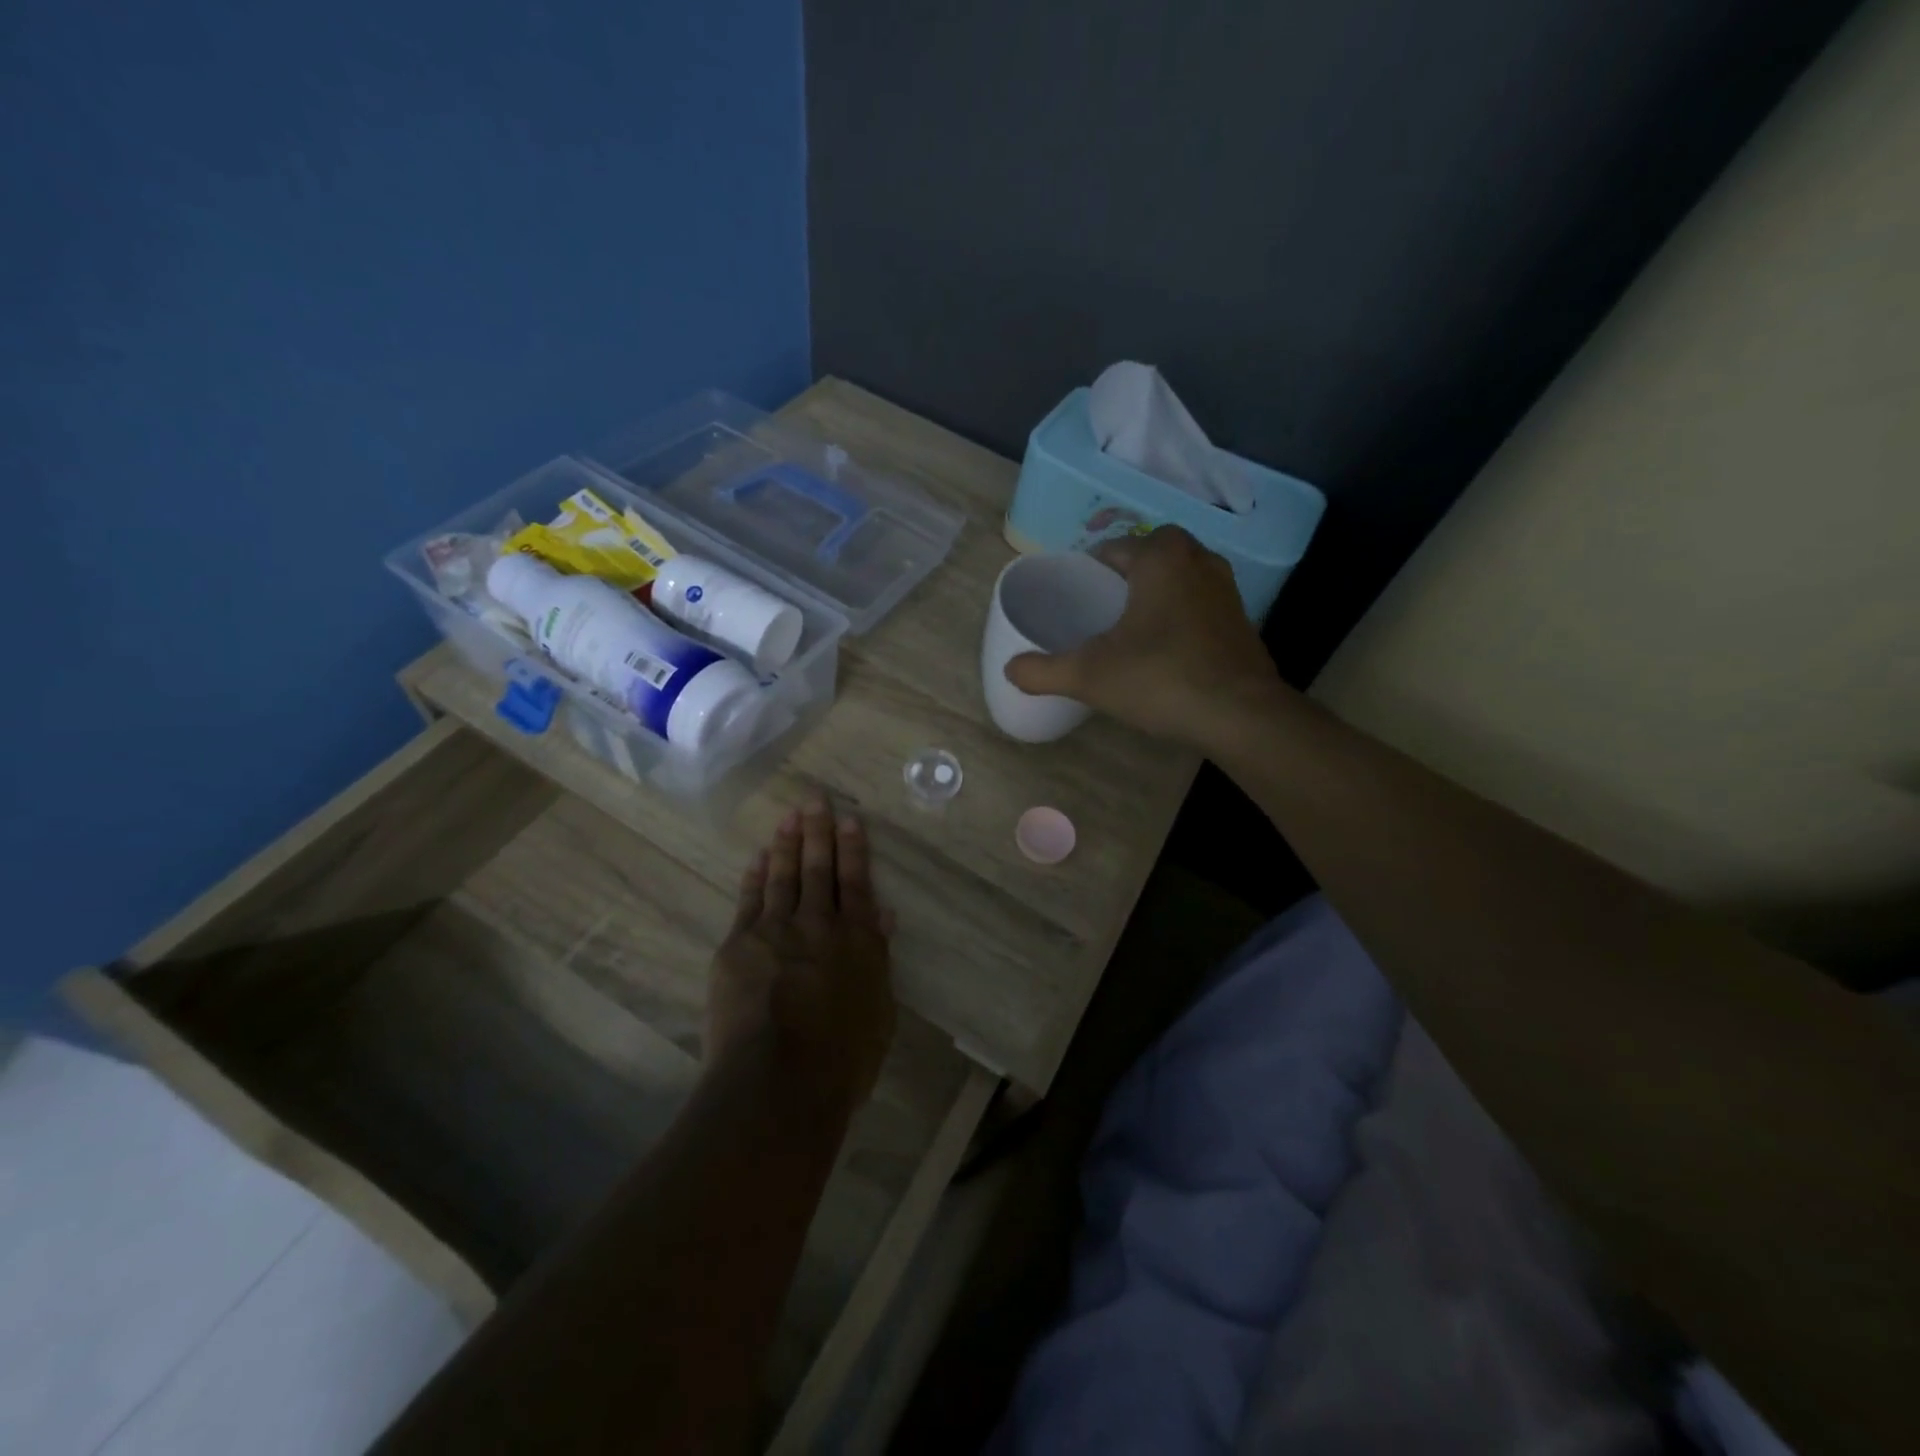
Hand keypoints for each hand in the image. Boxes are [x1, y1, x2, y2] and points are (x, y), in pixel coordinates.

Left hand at [705, 792, 896, 1111]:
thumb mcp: (879, 1012)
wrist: (776, 1082)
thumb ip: (877, 957)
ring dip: (785, 844)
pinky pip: (748, 901)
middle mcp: (815, 924)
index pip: (854, 882)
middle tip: (814, 799)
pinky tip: (756, 859)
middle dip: (817, 832)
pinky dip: (753, 877)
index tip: (848, 819)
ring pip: (781, 877)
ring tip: (788, 817)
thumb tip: (883, 914)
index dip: (853, 849)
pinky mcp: (737, 947)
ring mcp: (773, 931)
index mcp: (855, 940)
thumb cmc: (841, 1059)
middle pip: (816, 869)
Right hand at [1004, 527, 1283, 750]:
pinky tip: (1165, 651)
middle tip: (1099, 612)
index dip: (1089, 571)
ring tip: (1128, 630)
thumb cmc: (1160, 678)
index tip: (1074, 599)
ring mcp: (1226, 589)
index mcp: (1160, 557)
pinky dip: (1180, 616)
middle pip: (1149, 557)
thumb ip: (1043, 670)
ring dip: (1155, 595)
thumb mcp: (1089, 676)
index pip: (1113, 549)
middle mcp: (1198, 560)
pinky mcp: (1241, 620)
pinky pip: (1199, 604)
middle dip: (1124, 578)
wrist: (1240, 715)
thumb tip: (1009, 669)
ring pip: (1178, 579)